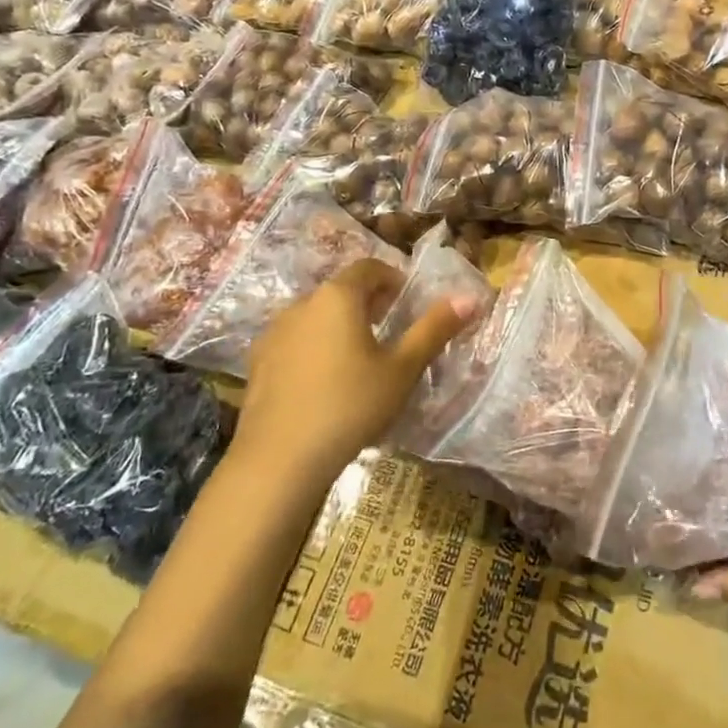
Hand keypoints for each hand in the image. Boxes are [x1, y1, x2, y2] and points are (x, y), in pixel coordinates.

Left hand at [226, 259, 478, 489]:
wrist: (278, 460)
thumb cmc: (350, 406)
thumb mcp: (402, 369)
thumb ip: (434, 329)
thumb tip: (470, 297)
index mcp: (338, 297)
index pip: (369, 267)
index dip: (393, 278)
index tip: (408, 301)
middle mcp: (301, 304)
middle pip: (340, 290)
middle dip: (368, 302)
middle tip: (391, 330)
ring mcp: (273, 333)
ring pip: (315, 316)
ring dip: (338, 325)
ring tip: (359, 358)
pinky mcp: (257, 363)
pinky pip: (294, 341)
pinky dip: (313, 348)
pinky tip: (324, 382)